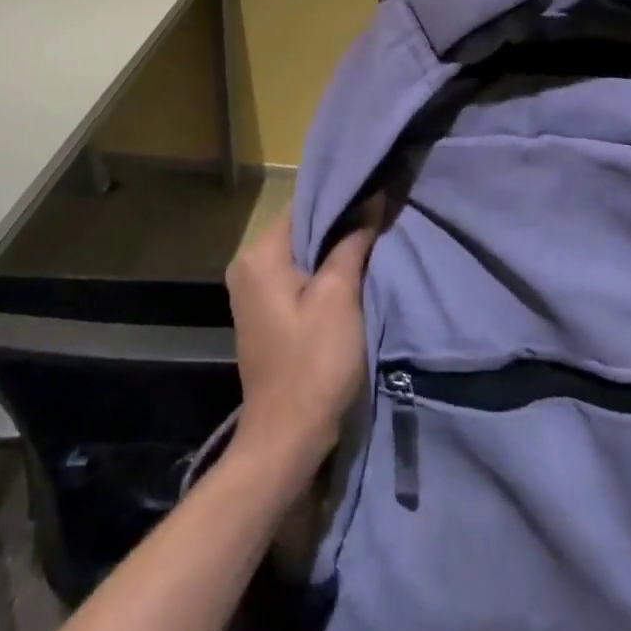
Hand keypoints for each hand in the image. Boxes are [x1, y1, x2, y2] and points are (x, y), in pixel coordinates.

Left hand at [225, 202, 378, 475]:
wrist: (287, 437)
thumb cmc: (314, 363)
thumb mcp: (339, 296)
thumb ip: (352, 242)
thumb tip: (371, 200)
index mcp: (259, 256)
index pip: (303, 205)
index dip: (342, 198)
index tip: (377, 193)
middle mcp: (248, 266)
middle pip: (302, 228)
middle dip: (341, 224)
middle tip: (382, 215)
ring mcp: (254, 291)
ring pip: (302, 253)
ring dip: (335, 249)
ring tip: (374, 239)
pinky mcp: (266, 312)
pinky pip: (298, 276)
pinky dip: (323, 272)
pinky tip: (353, 271)